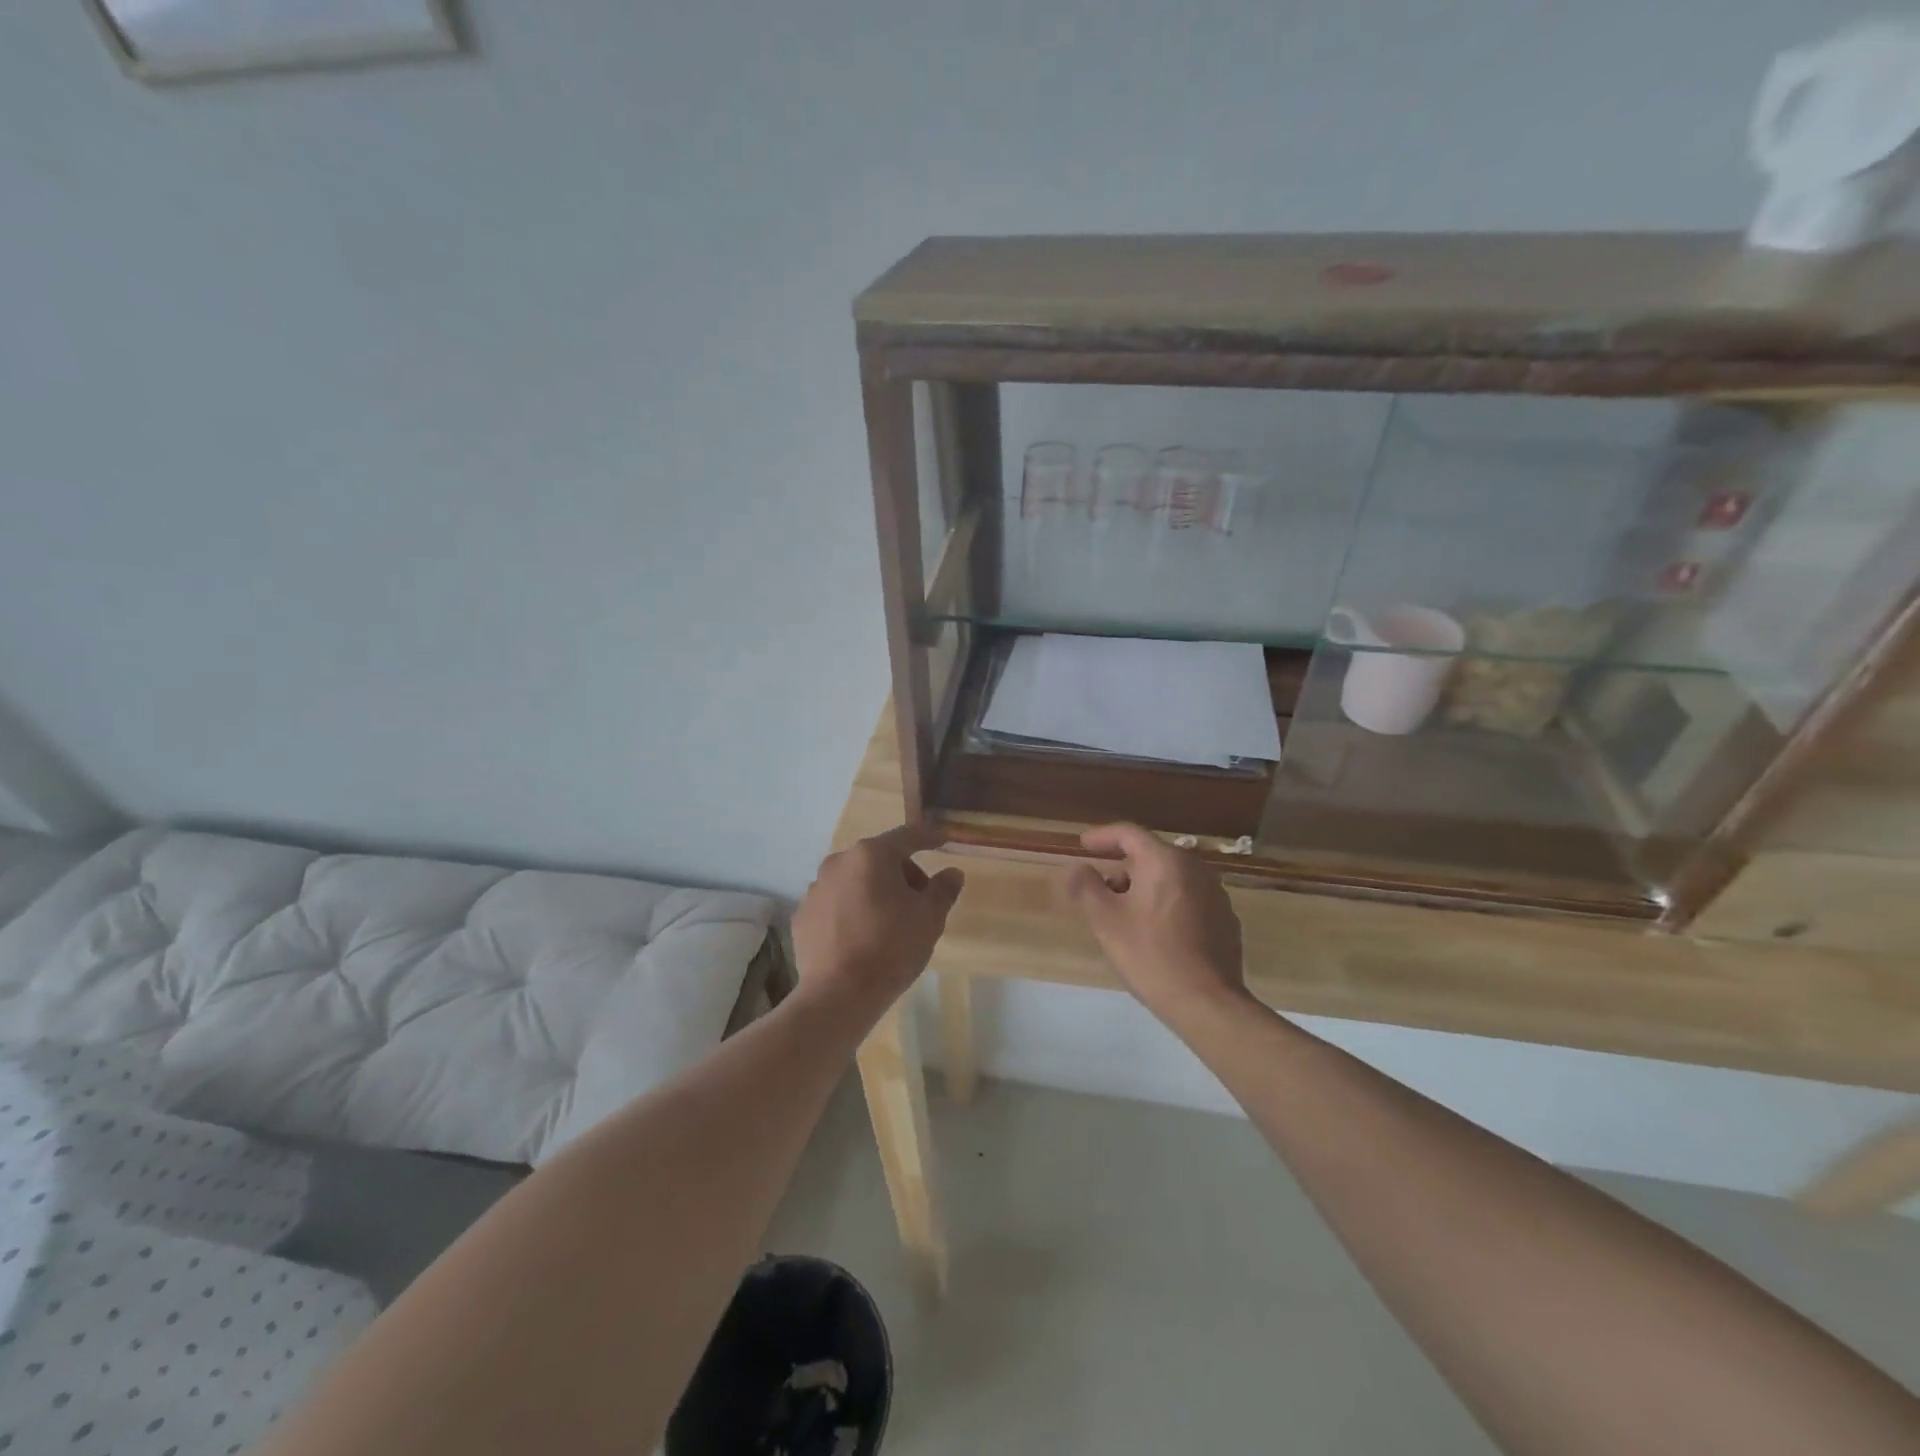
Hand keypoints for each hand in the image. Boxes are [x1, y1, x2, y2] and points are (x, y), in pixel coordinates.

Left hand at [792, 824, 964, 1015]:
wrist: (838, 994)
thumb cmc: (891, 948)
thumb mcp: (930, 918)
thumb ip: (943, 889)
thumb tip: (952, 873)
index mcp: (872, 855)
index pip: (906, 837)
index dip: (927, 838)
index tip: (942, 841)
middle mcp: (839, 862)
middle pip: (878, 858)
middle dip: (902, 873)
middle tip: (920, 899)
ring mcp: (815, 889)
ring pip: (854, 880)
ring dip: (874, 891)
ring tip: (889, 921)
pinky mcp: (802, 915)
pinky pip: (835, 903)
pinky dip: (851, 910)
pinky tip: (862, 937)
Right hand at [1062, 823, 1246, 1023]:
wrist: (1207, 1002)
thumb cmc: (1150, 955)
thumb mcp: (1105, 921)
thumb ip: (1086, 887)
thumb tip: (1077, 868)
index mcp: (1165, 861)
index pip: (1129, 833)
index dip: (1102, 836)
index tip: (1082, 844)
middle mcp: (1195, 868)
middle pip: (1151, 856)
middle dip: (1123, 869)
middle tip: (1101, 892)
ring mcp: (1216, 894)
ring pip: (1171, 878)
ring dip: (1145, 888)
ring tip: (1126, 916)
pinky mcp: (1226, 919)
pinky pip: (1188, 899)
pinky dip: (1167, 904)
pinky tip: (1157, 933)